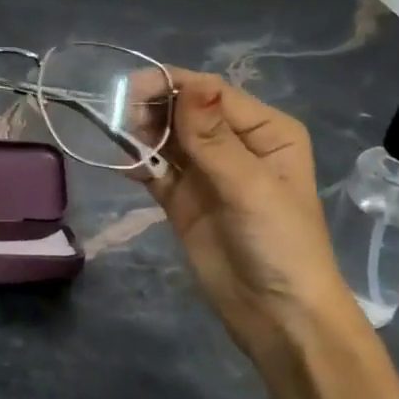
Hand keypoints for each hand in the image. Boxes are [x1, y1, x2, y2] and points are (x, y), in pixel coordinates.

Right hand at [143, 71, 357, 352]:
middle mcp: (234, 143)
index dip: (173, 87)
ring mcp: (205, 171)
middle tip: (122, 121)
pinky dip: (136, 162)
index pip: (211, 93)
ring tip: (120, 141)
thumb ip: (214, 138)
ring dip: (141, 134)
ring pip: (166, 137)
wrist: (277, 315)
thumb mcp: (250, 187)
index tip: (131, 92)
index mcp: (264, 130)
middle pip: (184, 110)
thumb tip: (191, 84)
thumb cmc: (279, 243)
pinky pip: (154, 168)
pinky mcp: (181, 197)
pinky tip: (119, 161)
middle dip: (153, 109)